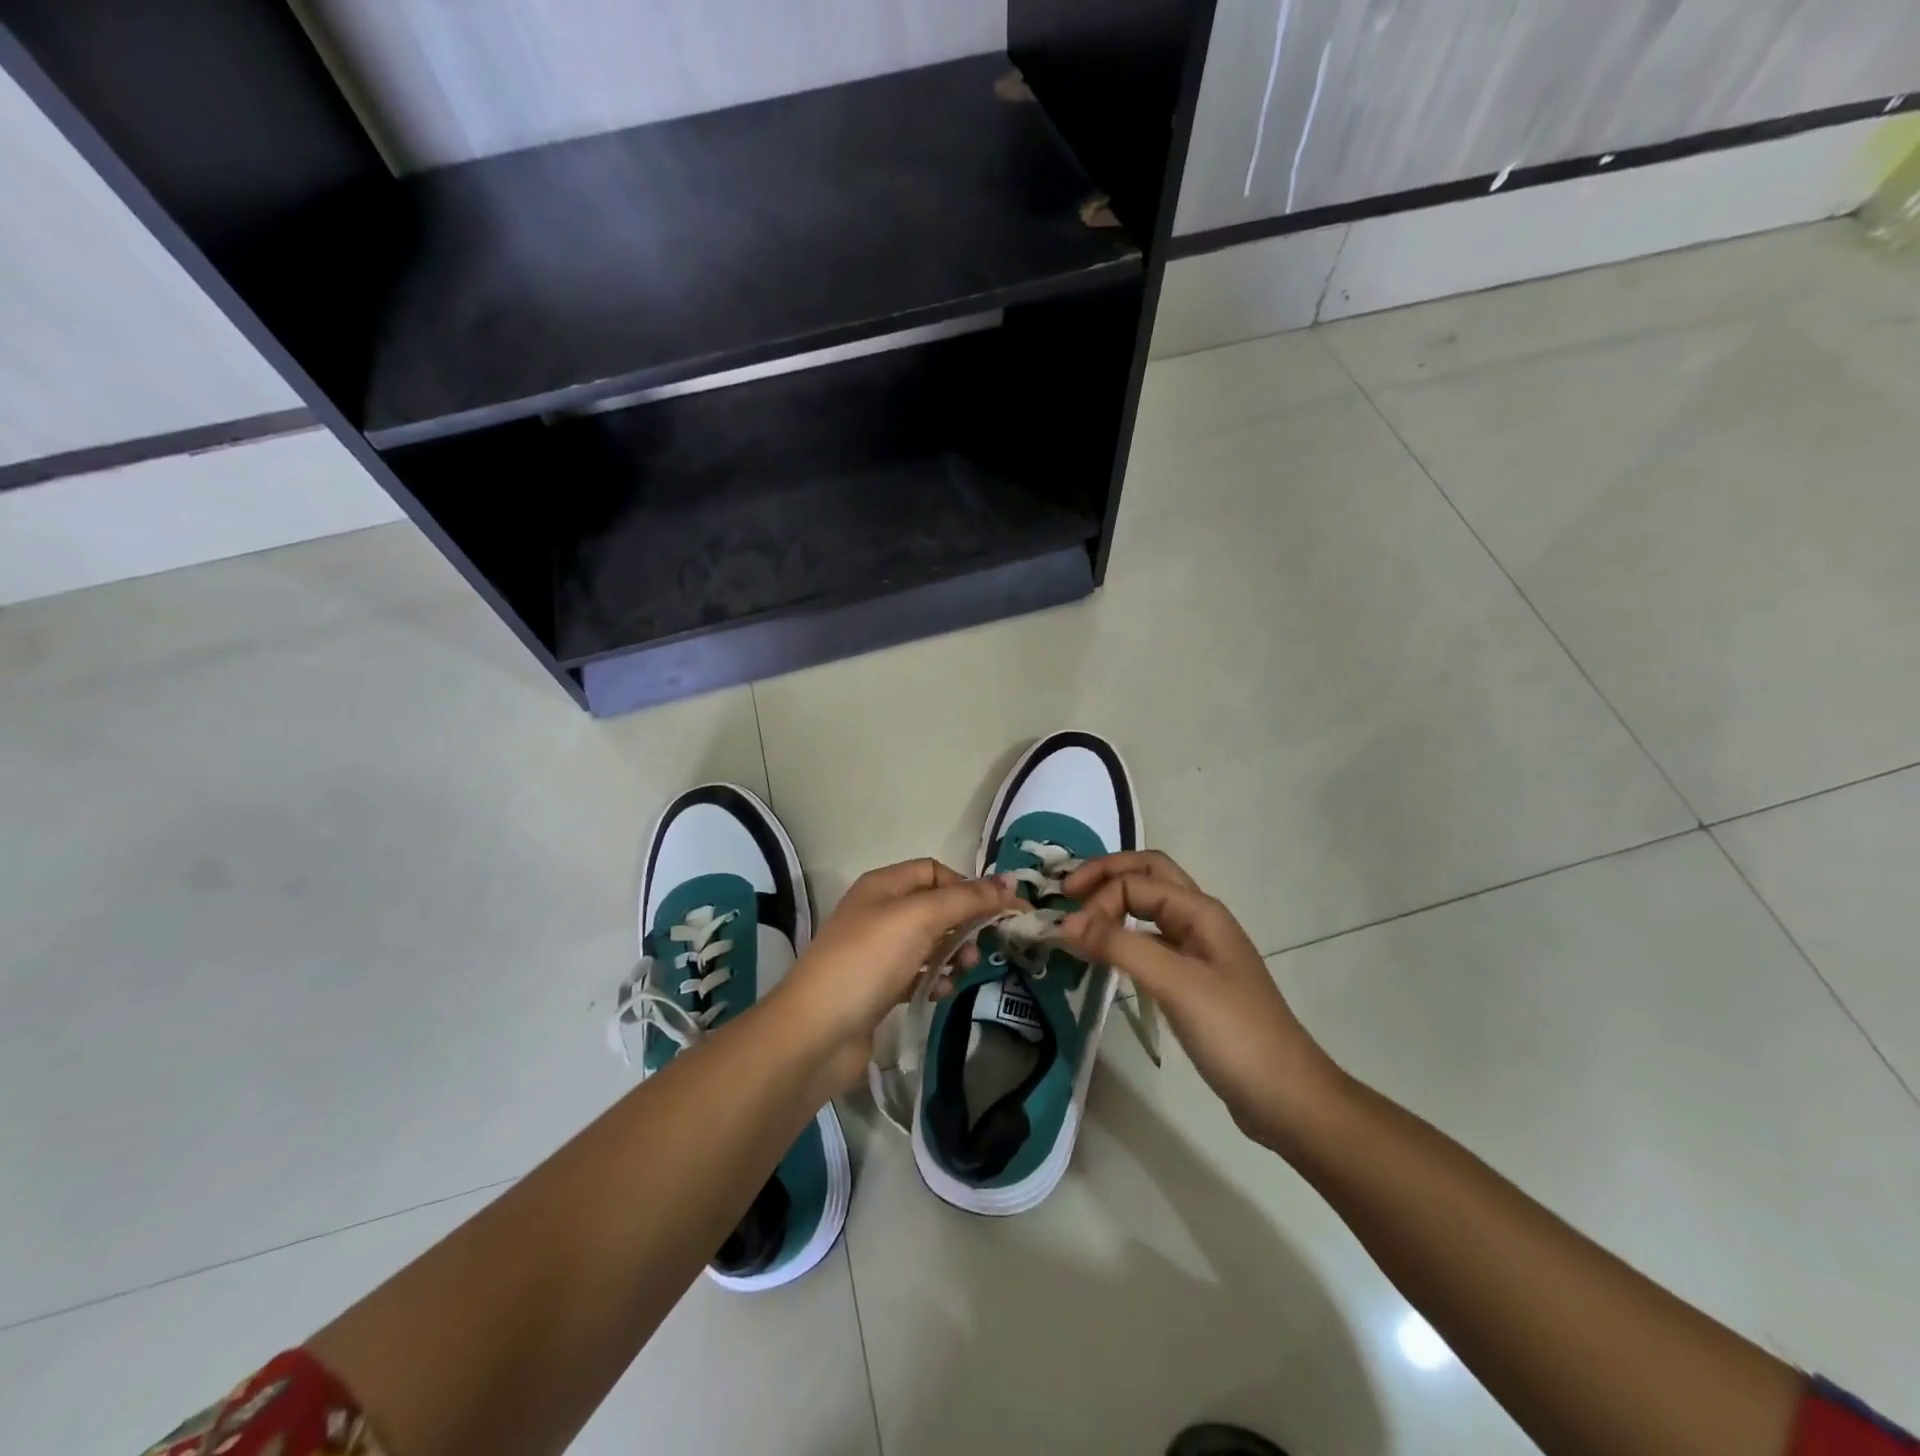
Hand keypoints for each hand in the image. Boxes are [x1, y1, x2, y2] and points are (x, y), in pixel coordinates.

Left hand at [773, 859, 1017, 1092]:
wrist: (816, 1033)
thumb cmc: (868, 961)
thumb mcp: (920, 918)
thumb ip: (967, 899)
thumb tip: (1010, 882)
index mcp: (883, 885)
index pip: (935, 871)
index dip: (966, 886)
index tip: (995, 911)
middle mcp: (879, 911)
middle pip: (935, 906)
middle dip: (964, 922)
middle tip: (984, 945)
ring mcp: (877, 951)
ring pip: (930, 942)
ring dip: (953, 952)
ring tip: (964, 970)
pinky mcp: (878, 987)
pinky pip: (917, 973)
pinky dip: (934, 979)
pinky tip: (941, 992)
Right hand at [1056, 851, 1343, 1148]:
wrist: (1286, 1098)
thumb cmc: (1234, 1033)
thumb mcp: (1175, 983)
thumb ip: (1120, 946)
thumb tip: (1065, 921)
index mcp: (1200, 911)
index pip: (1137, 881)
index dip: (1099, 897)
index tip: (1068, 930)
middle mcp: (1199, 921)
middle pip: (1147, 876)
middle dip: (1105, 876)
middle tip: (1066, 892)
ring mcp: (1198, 952)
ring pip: (1149, 908)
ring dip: (1114, 903)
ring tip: (1077, 918)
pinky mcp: (1192, 982)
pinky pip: (1151, 942)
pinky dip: (1123, 937)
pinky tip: (1105, 956)